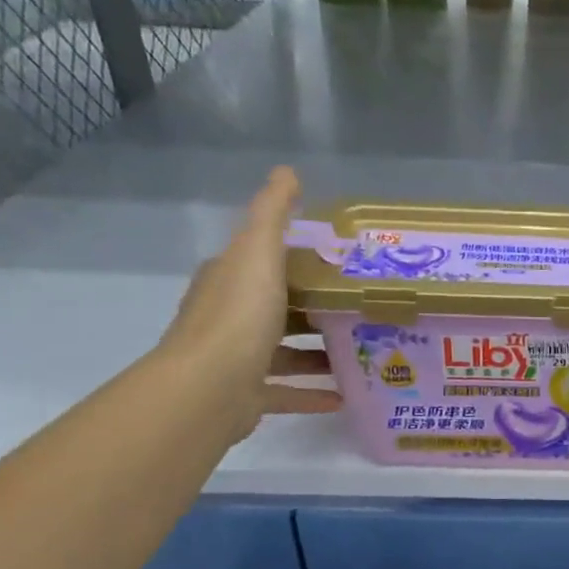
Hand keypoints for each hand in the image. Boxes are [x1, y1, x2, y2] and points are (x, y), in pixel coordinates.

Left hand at [157, 166, 341, 439]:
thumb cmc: (238, 315)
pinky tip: (345, 396)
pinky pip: (286, 392)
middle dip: (313, 308)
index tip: (337, 263)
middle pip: (276, 308)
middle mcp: (228, 318)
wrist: (208, 388)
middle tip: (359, 308)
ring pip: (283, 352)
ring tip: (360, 350)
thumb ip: (273, 214)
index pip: (261, 262)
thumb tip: (286, 171)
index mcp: (228, 280)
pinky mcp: (247, 397)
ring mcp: (236, 360)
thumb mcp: (258, 253)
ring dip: (317, 353)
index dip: (294, 259)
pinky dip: (312, 393)